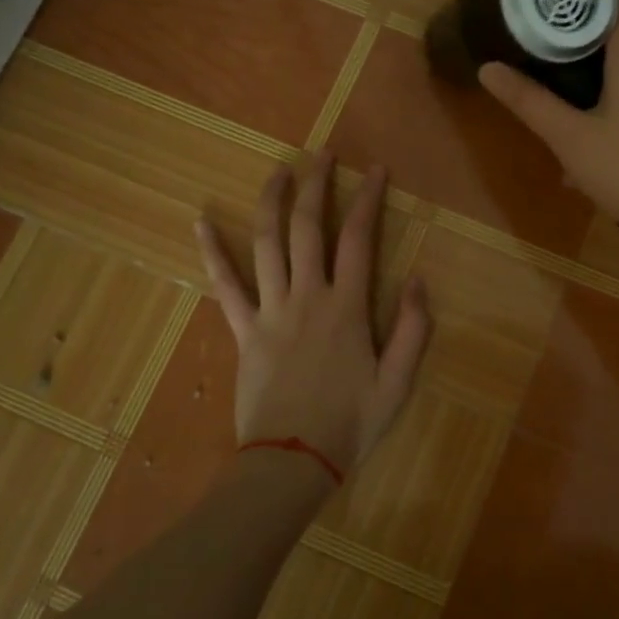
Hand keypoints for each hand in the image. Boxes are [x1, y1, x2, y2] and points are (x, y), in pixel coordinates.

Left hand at [195, 152, 430, 474]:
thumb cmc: (350, 424)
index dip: (368, 200)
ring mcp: (269, 311)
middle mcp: (307, 297)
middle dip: (316, 185)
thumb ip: (413, 329)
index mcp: (347, 308)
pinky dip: (212, 252)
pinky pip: (224, 286)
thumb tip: (416, 278)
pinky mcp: (243, 331)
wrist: (291, 463)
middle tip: (323, 155)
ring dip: (272, 201)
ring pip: (267, 243)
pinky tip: (201, 221)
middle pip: (307, 228)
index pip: (359, 239)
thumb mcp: (399, 383)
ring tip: (279, 170)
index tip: (374, 170)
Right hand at [479, 11, 618, 256]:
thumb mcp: (570, 139)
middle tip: (549, 91)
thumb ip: (529, 100)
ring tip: (574, 137)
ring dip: (604, 97)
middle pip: (618, 43)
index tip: (541, 23)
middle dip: (582, 65)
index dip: (572, 8)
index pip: (606, 1)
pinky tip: (610, 155)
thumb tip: (487, 68)